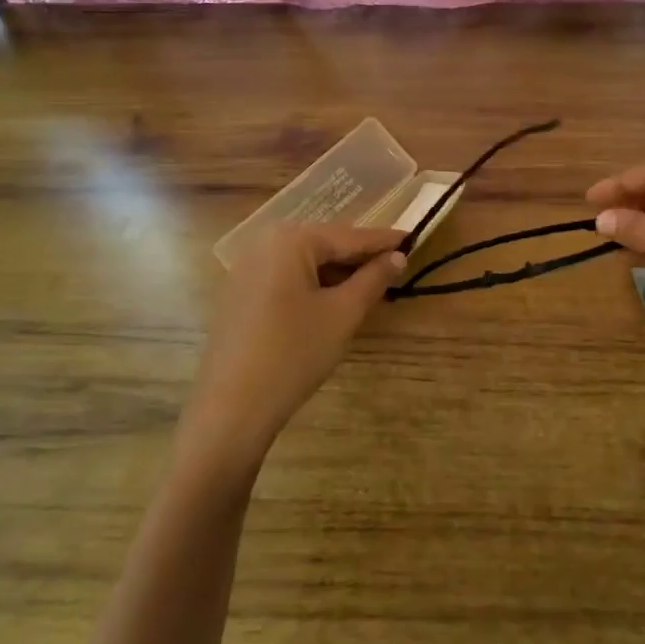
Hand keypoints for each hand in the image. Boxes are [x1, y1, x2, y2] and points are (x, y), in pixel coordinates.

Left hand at [182, 223, 404, 472]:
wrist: (232, 407)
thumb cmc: (294, 352)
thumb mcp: (343, 314)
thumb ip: (373, 279)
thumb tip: (397, 256)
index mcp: (291, 240)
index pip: (349, 236)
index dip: (383, 241)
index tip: (413, 237)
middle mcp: (264, 244)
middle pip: (324, 245)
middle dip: (359, 257)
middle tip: (395, 266)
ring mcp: (247, 270)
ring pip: (305, 264)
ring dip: (337, 274)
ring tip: (370, 286)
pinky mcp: (239, 296)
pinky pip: (286, 279)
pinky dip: (313, 286)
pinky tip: (333, 303)